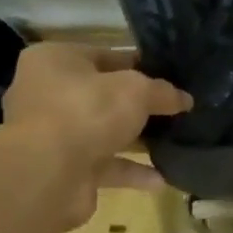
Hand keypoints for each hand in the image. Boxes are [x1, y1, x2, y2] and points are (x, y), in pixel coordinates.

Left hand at [0, 43, 191, 226]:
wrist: (47, 175)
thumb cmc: (86, 111)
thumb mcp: (136, 90)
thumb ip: (162, 92)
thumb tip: (185, 98)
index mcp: (54, 60)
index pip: (104, 55)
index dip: (139, 65)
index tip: (169, 77)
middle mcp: (46, 94)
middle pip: (102, 95)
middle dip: (137, 106)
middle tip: (174, 109)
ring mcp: (52, 134)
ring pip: (102, 132)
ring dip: (136, 139)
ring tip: (174, 141)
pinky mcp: (61, 169)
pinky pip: (103, 165)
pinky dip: (130, 171)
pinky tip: (161, 178)